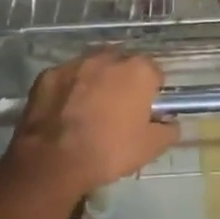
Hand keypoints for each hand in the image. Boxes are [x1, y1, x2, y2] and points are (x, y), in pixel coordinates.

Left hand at [4, 50, 177, 198]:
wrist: (54, 160)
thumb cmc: (109, 151)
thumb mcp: (149, 148)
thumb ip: (168, 130)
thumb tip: (171, 123)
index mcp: (138, 71)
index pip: (154, 72)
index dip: (151, 90)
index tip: (145, 109)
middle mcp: (108, 58)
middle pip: (122, 63)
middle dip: (123, 80)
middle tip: (118, 107)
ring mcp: (76, 63)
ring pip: (92, 67)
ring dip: (95, 80)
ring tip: (89, 107)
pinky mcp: (49, 74)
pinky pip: (66, 78)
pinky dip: (68, 89)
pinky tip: (64, 111)